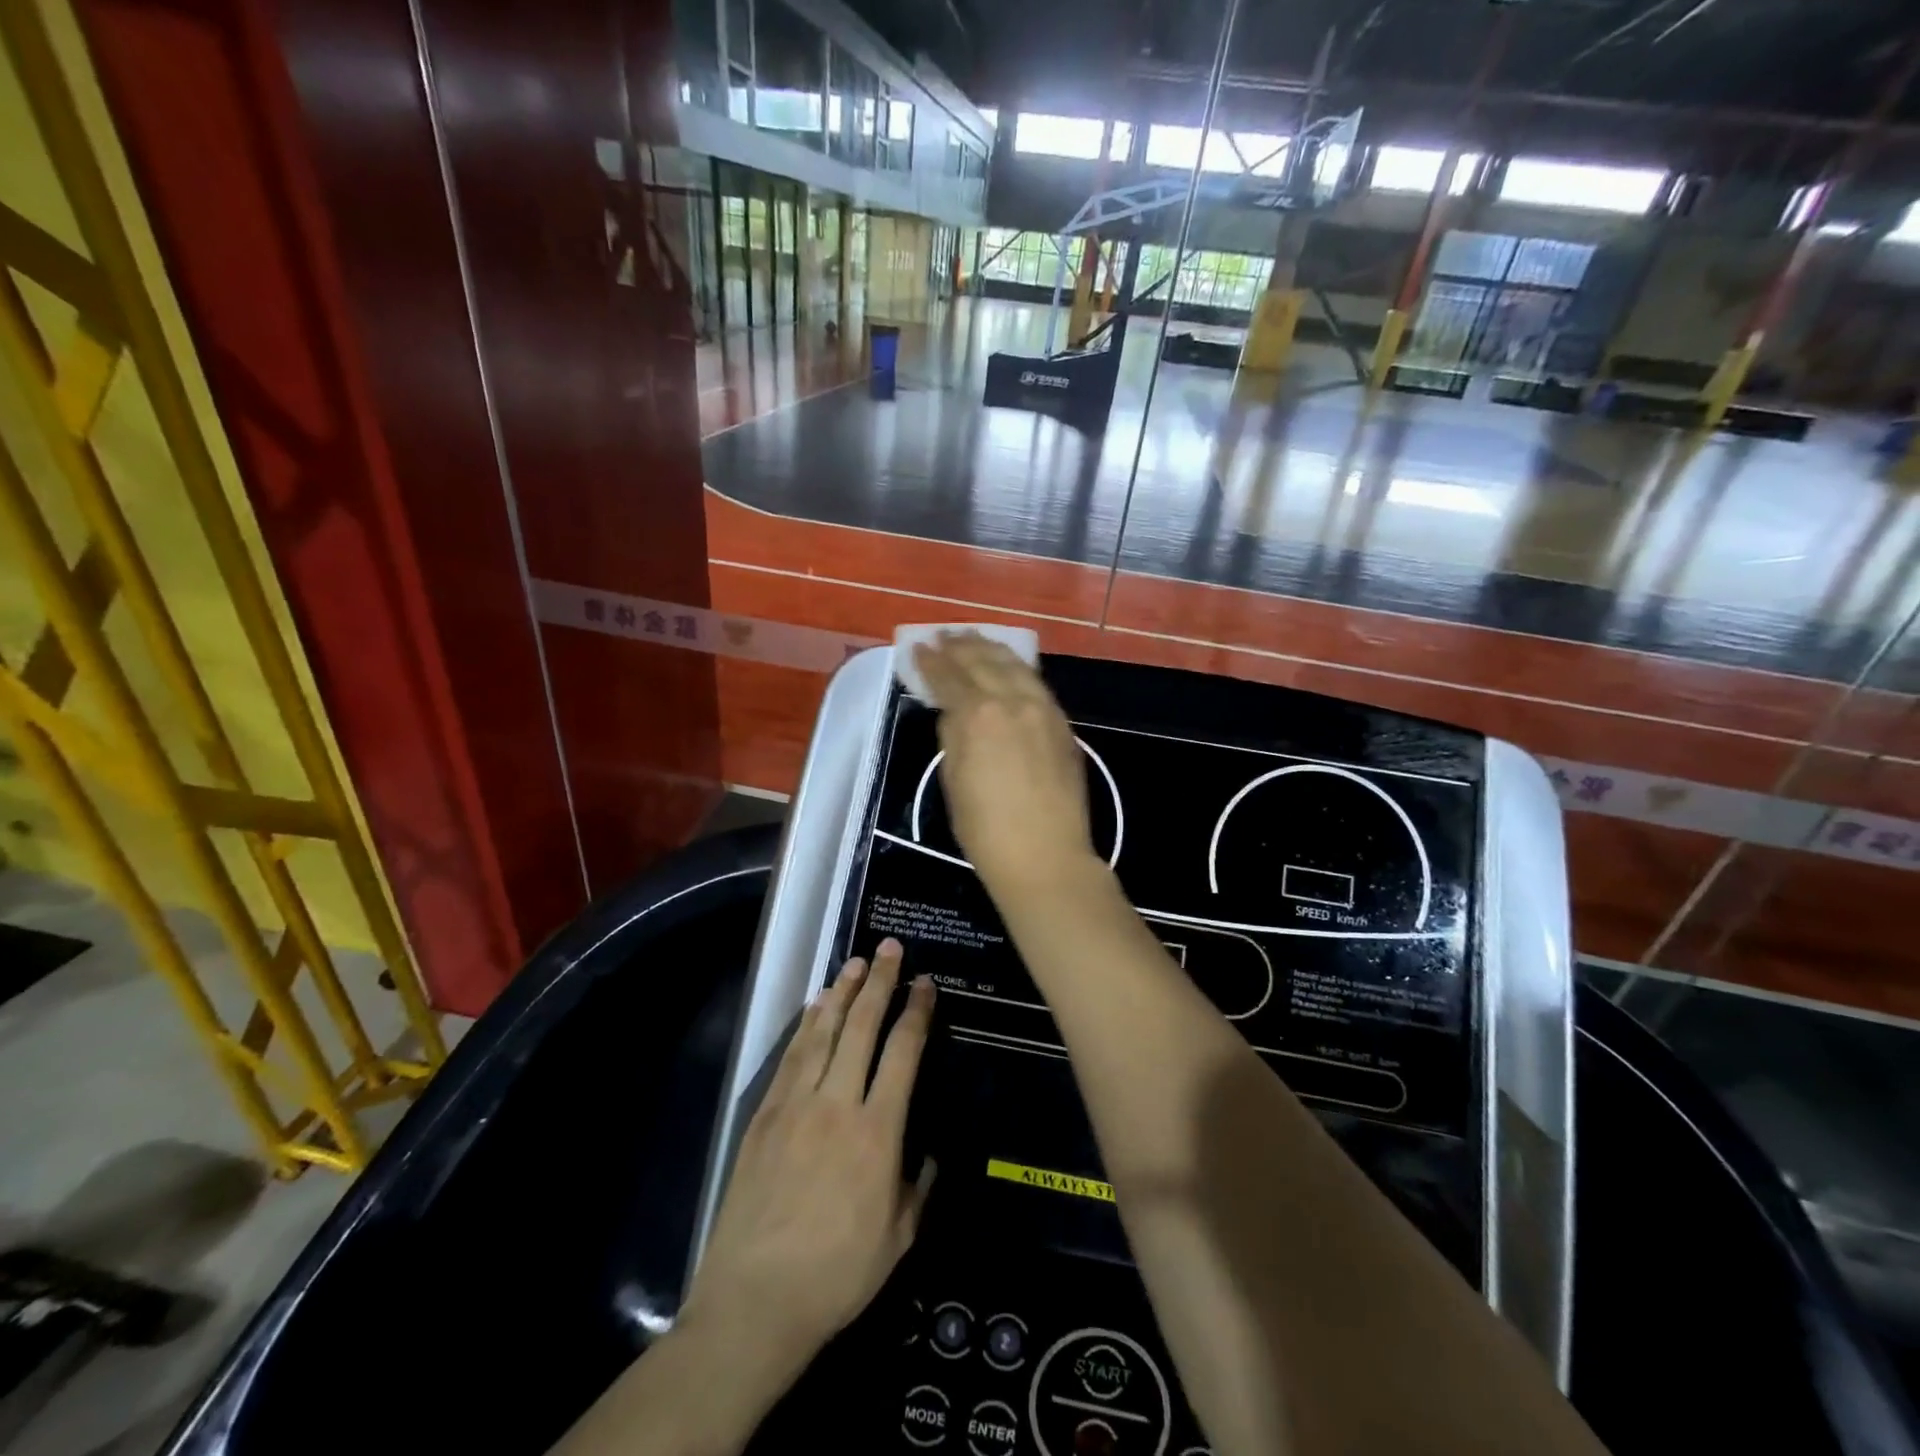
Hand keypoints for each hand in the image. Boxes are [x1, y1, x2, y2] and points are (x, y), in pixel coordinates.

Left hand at [680, 940, 936, 1388]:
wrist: (755, 1301)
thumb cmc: (837, 1275)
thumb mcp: (898, 1239)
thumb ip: (919, 1187)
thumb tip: (930, 1153)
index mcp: (878, 1132)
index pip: (903, 1053)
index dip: (916, 1012)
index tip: (925, 984)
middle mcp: (838, 1104)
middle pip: (862, 1027)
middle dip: (879, 982)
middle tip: (889, 948)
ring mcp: (796, 1105)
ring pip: (823, 1032)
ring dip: (840, 992)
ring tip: (853, 962)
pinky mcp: (764, 1115)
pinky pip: (790, 1058)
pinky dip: (805, 1026)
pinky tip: (814, 1007)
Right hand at [913, 634, 1097, 896]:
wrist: (1045, 856)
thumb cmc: (986, 829)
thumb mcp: (954, 781)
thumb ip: (953, 737)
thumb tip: (954, 712)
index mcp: (978, 716)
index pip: (949, 678)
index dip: (930, 662)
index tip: (918, 648)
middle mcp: (1012, 701)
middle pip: (982, 662)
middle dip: (960, 646)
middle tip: (944, 635)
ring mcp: (1042, 709)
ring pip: (1015, 665)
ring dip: (991, 648)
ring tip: (975, 638)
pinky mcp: (1062, 724)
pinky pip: (1036, 682)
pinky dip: (1018, 668)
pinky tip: (1010, 666)